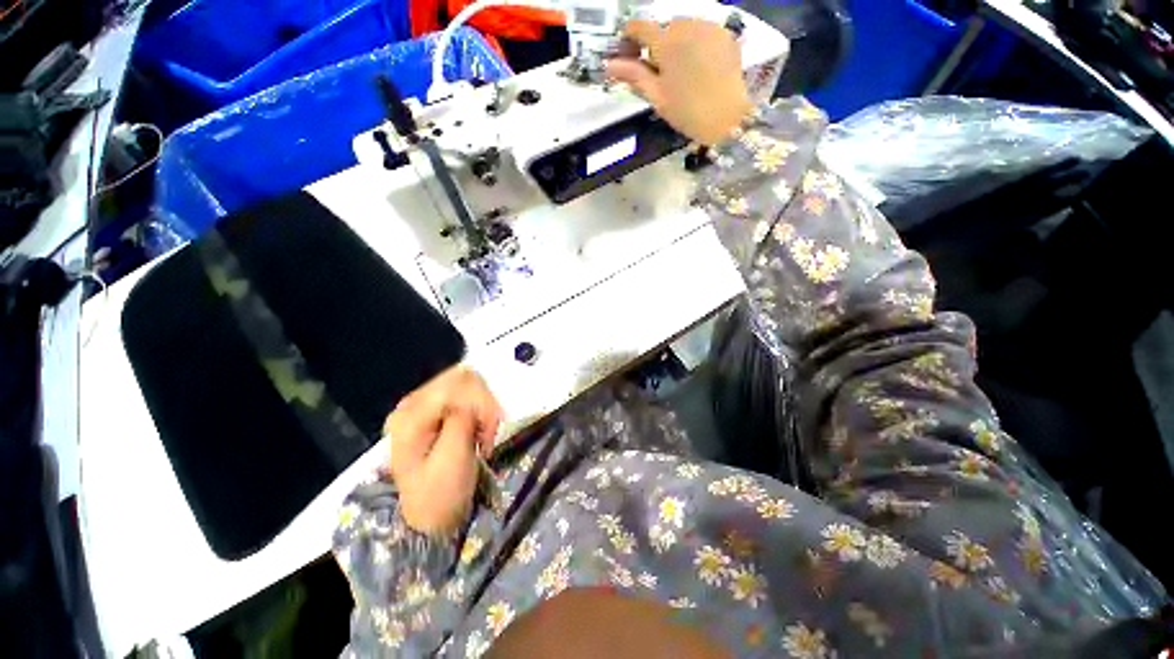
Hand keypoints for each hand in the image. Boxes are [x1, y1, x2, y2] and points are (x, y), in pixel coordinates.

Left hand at [385, 367, 502, 535]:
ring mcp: (424, 404)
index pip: (456, 384)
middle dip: (484, 402)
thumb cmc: (440, 494)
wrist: (430, 519)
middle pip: (462, 378)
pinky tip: (480, 429)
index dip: (481, 401)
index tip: (490, 431)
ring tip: (485, 433)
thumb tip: (473, 395)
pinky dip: (480, 409)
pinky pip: (467, 395)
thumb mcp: (452, 458)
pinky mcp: (436, 410)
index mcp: (410, 415)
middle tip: (490, 431)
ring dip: (484, 405)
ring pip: (468, 383)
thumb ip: (461, 419)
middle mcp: (413, 402)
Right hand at [607, 19, 754, 145]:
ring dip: (677, 43)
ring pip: (684, 28)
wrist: (727, 118)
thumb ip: (634, 75)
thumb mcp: (657, 96)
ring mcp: (709, 27)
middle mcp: (687, 26)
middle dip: (657, 45)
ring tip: (680, 70)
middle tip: (657, 72)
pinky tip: (698, 66)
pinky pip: (703, 32)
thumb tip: (609, 64)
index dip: (629, 38)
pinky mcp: (725, 34)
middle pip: (663, 28)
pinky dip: (696, 44)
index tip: (627, 53)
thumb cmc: (687, 112)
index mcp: (666, 43)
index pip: (639, 27)